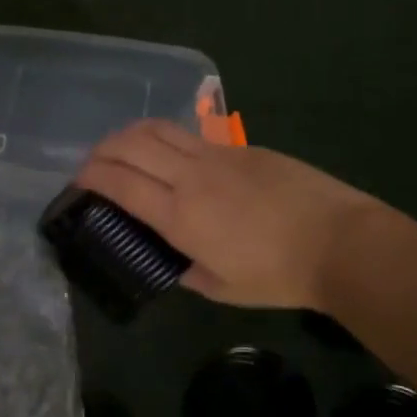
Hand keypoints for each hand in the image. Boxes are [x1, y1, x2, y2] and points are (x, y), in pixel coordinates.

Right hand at [76, 121, 384, 309]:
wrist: (339, 242)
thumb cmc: (278, 275)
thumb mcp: (221, 288)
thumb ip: (186, 270)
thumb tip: (171, 258)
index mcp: (179, 215)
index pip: (119, 183)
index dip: (90, 177)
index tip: (77, 182)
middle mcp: (189, 176)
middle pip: (130, 145)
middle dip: (101, 150)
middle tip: (92, 165)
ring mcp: (216, 155)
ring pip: (157, 128)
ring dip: (128, 134)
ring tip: (122, 149)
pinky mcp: (239, 147)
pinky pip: (189, 134)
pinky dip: (164, 138)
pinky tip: (170, 154)